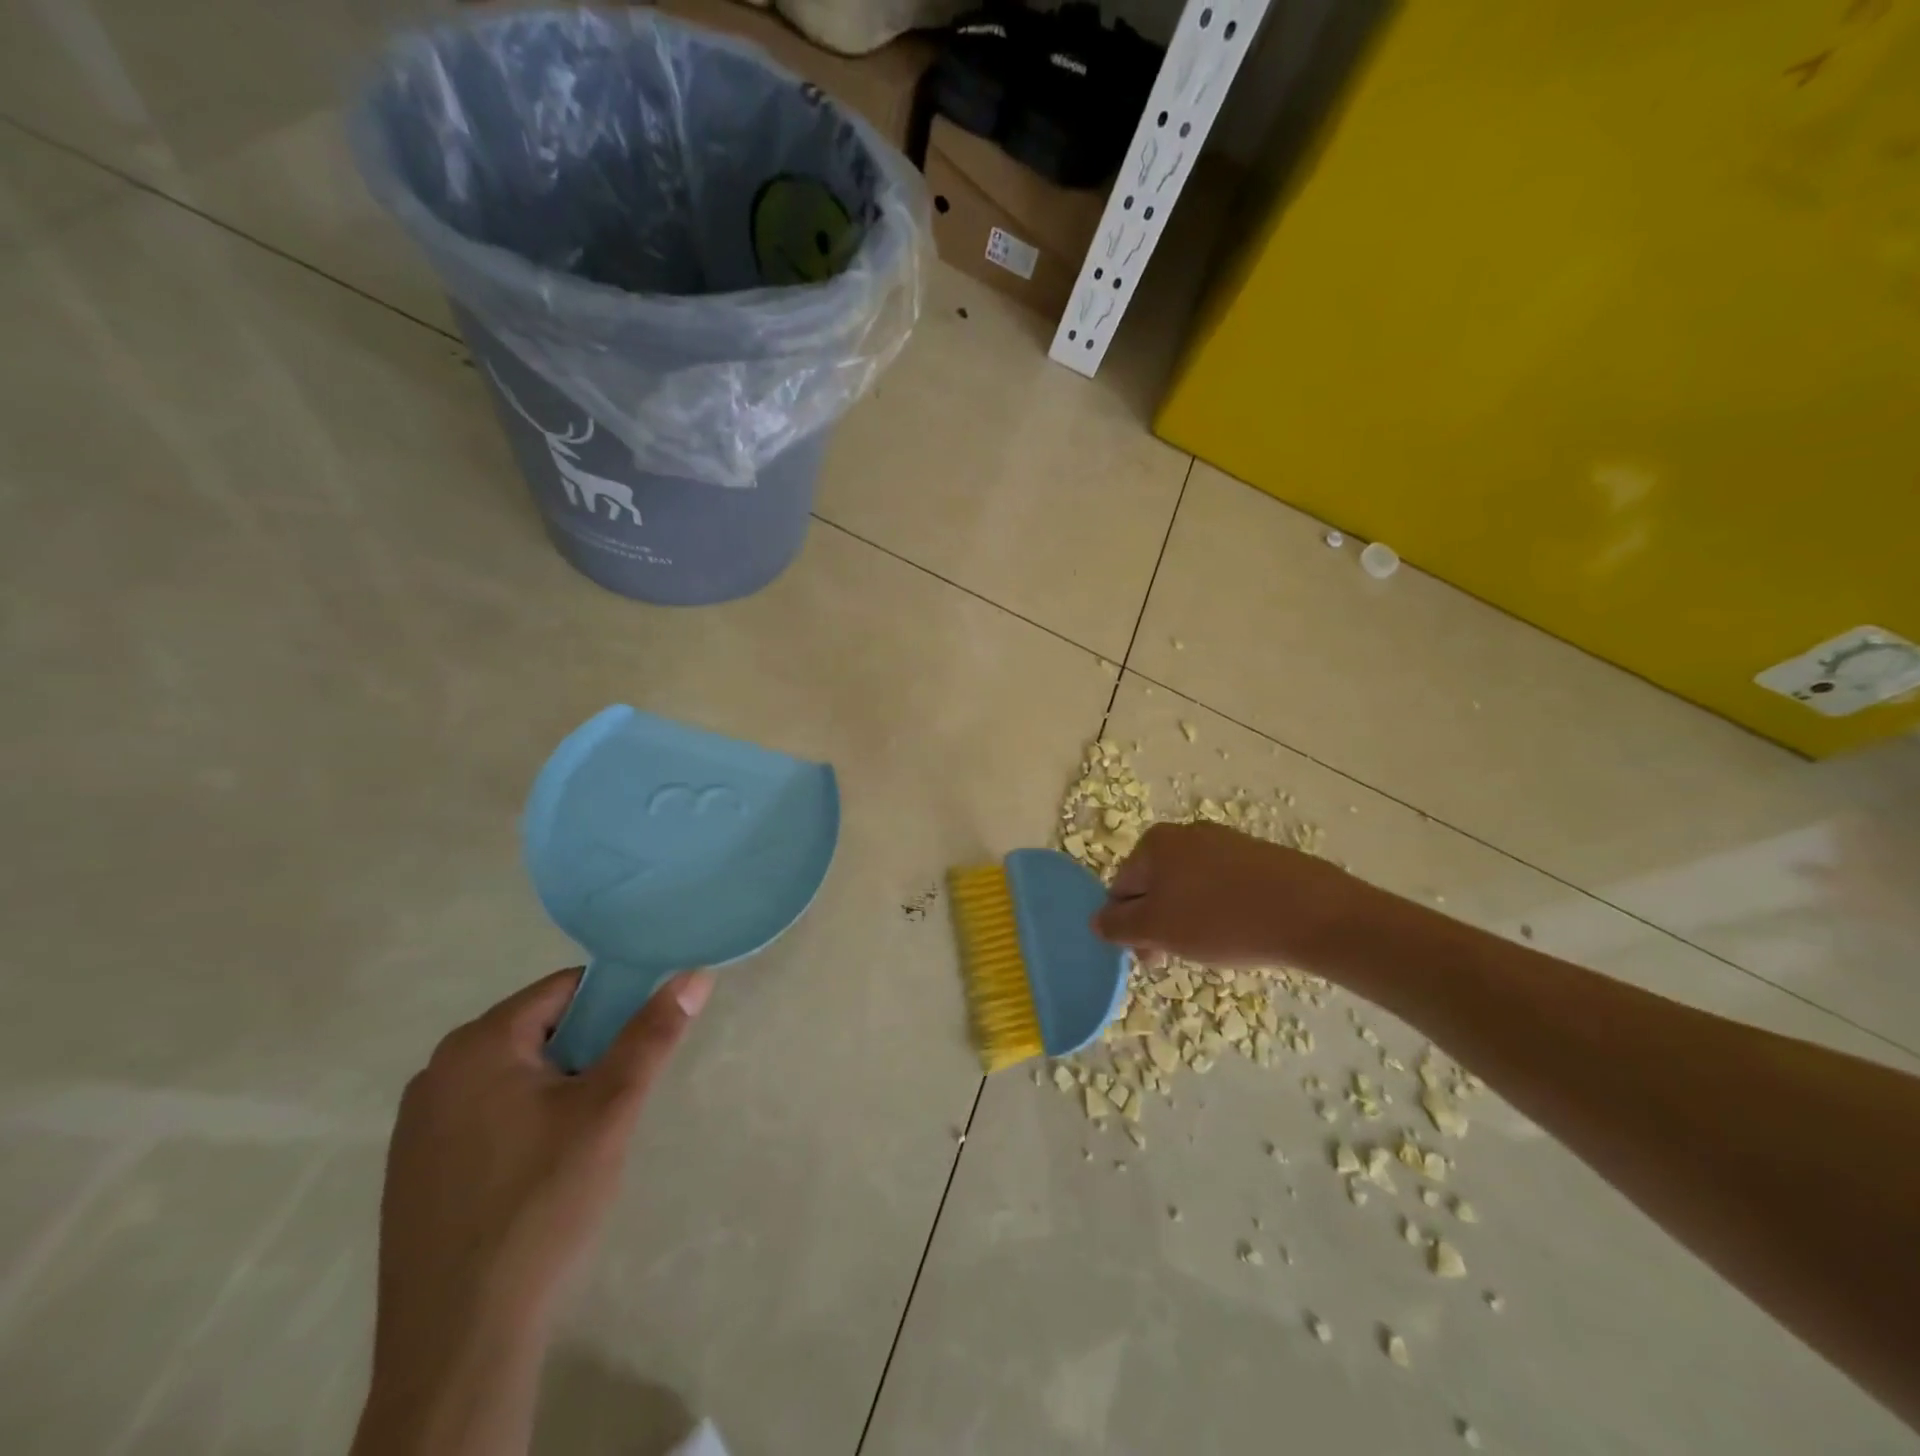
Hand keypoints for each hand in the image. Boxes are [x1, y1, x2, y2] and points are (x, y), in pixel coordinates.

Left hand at [355, 967, 710, 1455]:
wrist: (460, 1341)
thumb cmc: (542, 1204)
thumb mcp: (611, 1109)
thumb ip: (652, 1034)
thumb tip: (694, 974)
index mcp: (478, 1044)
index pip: (566, 990)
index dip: (615, 1006)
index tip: (643, 1044)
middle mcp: (437, 1071)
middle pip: (539, 1030)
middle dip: (587, 1053)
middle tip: (617, 1100)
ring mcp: (417, 1125)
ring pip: (515, 1076)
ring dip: (558, 1089)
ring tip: (584, 1140)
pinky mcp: (414, 1171)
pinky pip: (485, 1116)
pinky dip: (523, 1124)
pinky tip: (540, 1174)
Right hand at [1092, 821, 1365, 968]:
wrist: (1314, 913)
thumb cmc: (1222, 919)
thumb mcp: (1158, 929)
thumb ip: (1118, 926)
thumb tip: (1096, 921)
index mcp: (1155, 843)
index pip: (1121, 888)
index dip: (1129, 927)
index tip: (1153, 958)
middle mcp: (1185, 833)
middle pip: (1154, 886)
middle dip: (1159, 924)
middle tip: (1178, 958)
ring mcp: (1225, 842)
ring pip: (1188, 888)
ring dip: (1189, 920)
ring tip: (1214, 948)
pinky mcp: (1258, 857)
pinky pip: (1222, 887)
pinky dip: (1221, 911)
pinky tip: (1240, 932)